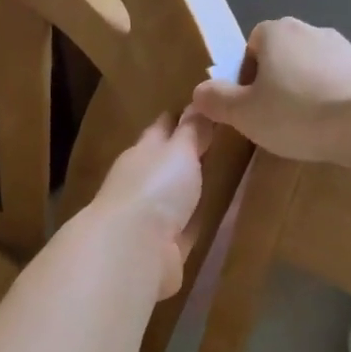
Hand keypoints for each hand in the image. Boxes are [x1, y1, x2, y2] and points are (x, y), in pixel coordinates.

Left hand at [90, 109, 212, 299]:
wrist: (132, 250)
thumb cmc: (155, 188)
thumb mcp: (179, 151)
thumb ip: (191, 130)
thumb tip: (199, 101)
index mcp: (142, 152)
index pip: (161, 128)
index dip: (178, 118)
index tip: (199, 107)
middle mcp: (141, 182)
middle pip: (165, 163)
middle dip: (183, 154)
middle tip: (215, 142)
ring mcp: (150, 217)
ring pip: (173, 197)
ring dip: (188, 190)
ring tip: (218, 179)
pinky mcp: (163, 249)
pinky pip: (186, 229)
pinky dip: (196, 222)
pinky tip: (215, 218)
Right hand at [191, 18, 350, 162]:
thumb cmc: (299, 113)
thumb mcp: (245, 114)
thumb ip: (217, 101)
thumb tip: (200, 91)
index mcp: (277, 32)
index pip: (251, 44)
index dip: (245, 75)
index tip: (249, 105)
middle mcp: (312, 30)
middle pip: (283, 56)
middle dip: (277, 84)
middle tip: (274, 119)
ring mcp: (348, 47)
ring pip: (314, 70)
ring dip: (308, 93)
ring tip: (308, 128)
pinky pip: (343, 84)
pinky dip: (336, 101)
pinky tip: (336, 128)